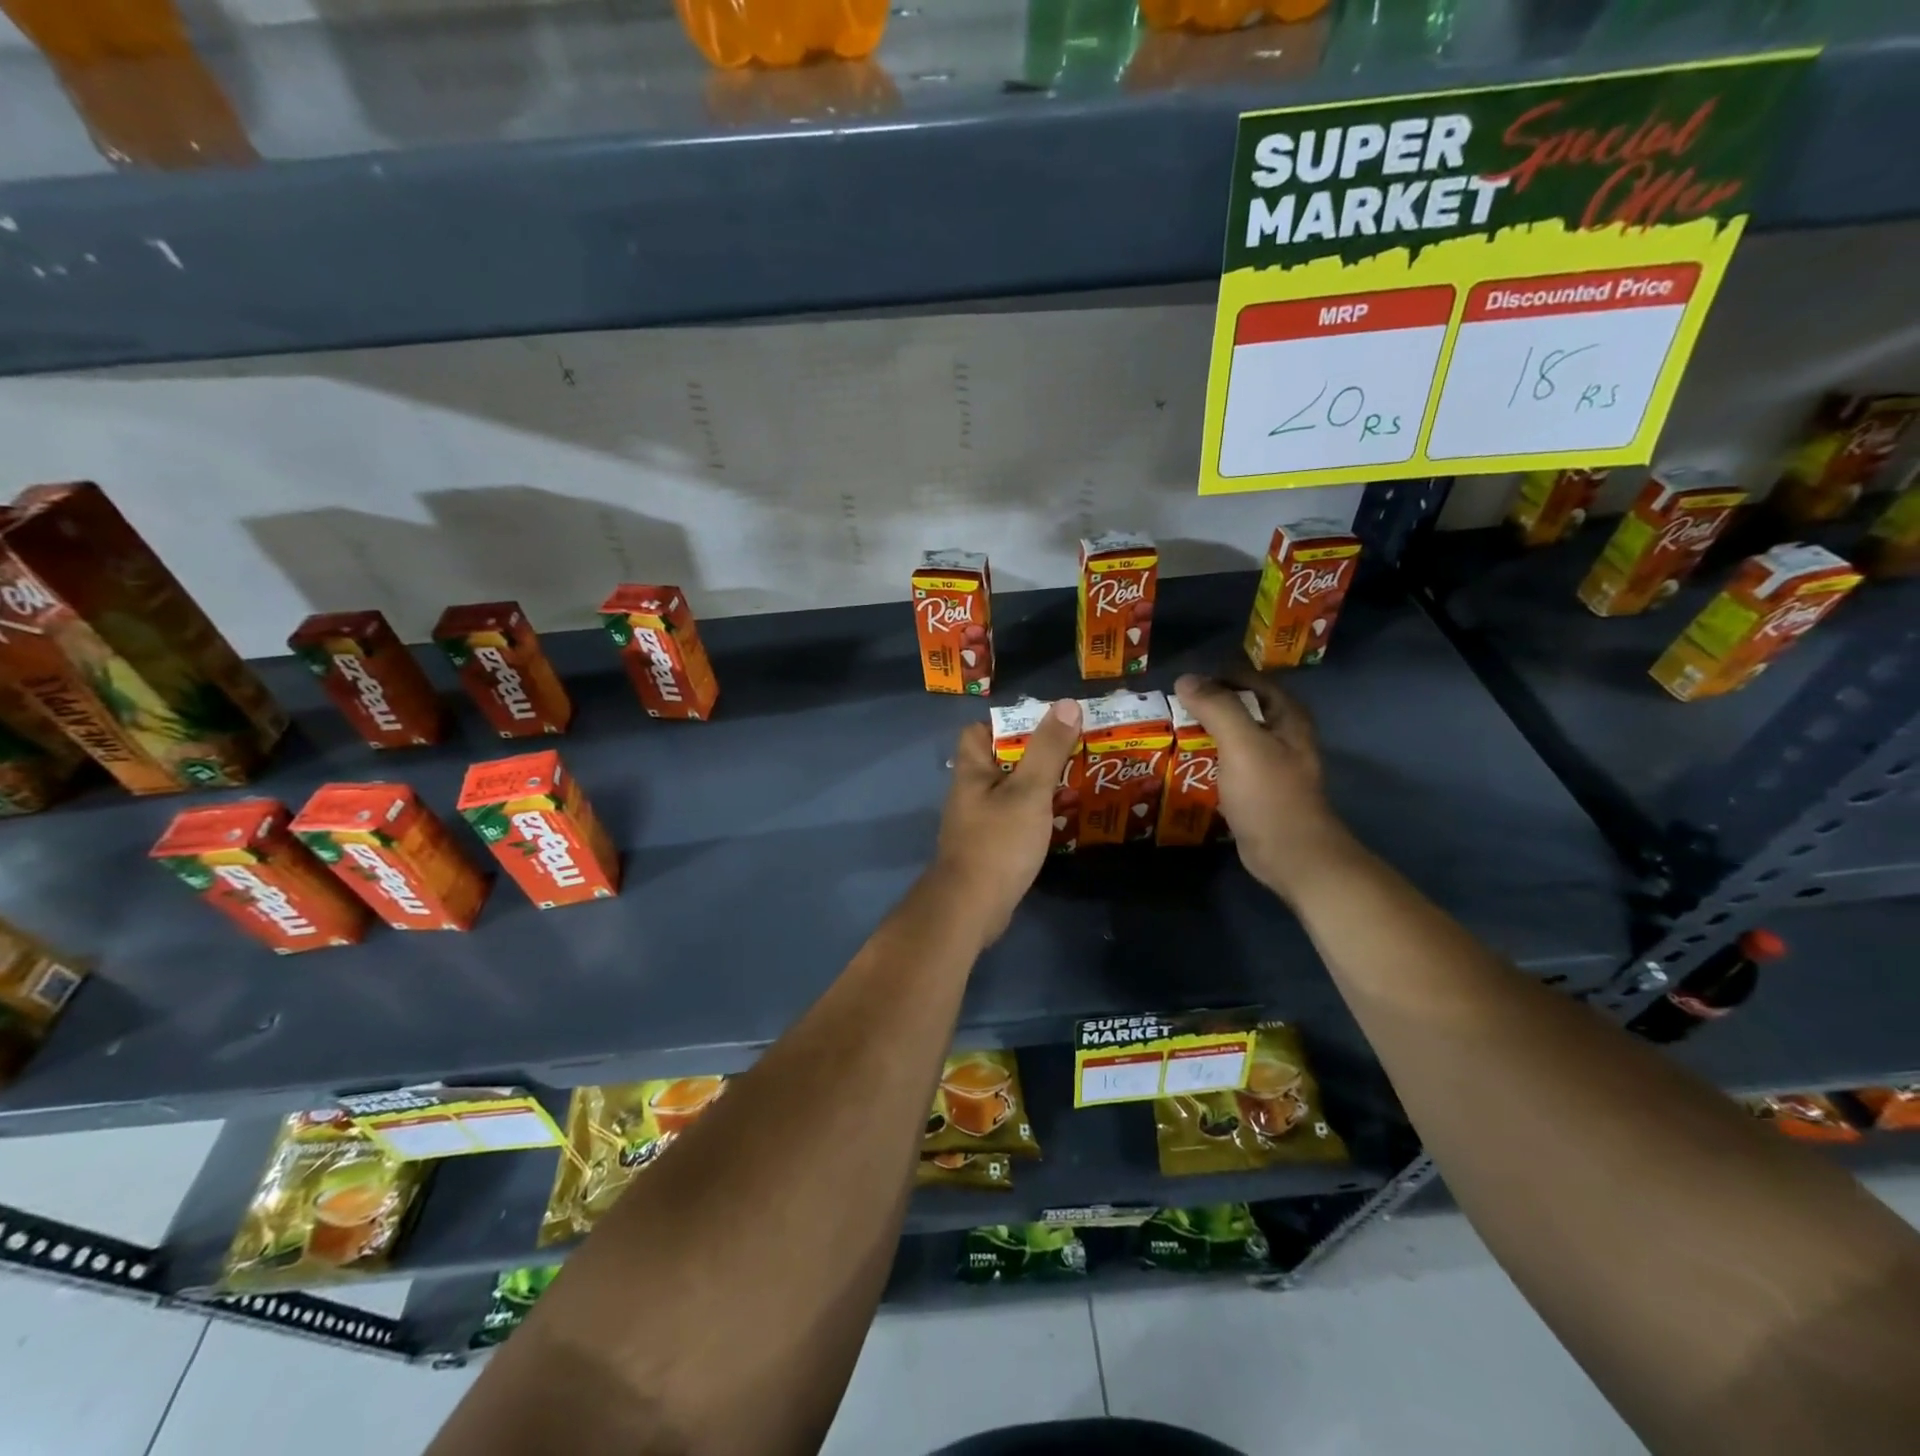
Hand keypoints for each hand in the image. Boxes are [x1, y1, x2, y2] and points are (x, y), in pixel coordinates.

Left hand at [931, 698, 1082, 944]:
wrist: (971, 907)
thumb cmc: (998, 842)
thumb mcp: (1029, 791)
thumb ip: (1047, 749)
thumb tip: (1065, 704)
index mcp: (972, 771)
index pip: (977, 731)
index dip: (1007, 724)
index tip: (1044, 726)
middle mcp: (969, 793)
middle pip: (998, 761)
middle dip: (1033, 755)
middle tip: (1073, 752)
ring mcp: (977, 823)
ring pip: (1009, 793)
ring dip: (1037, 787)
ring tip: (1075, 782)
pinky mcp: (987, 848)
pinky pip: (1012, 820)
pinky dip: (1034, 816)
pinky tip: (1059, 820)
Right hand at [1174, 672, 1354, 901]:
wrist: (1291, 855)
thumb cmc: (1270, 795)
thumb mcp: (1242, 744)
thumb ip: (1216, 707)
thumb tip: (1185, 679)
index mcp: (1287, 716)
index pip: (1249, 680)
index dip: (1217, 677)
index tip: (1182, 686)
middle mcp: (1282, 734)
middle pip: (1240, 707)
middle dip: (1206, 706)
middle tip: (1169, 710)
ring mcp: (1269, 763)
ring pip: (1232, 736)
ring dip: (1204, 733)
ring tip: (1168, 734)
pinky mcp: (1256, 789)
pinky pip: (1227, 763)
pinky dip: (1207, 759)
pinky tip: (1183, 765)